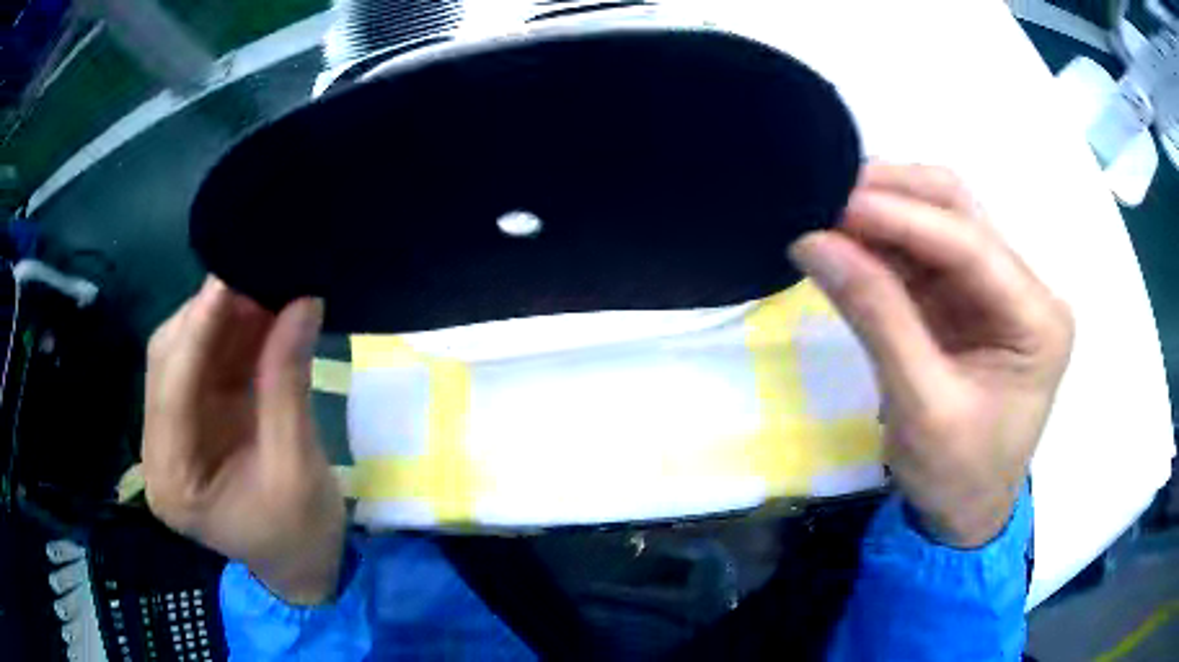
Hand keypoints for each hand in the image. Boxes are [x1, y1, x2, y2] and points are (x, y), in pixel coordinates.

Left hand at [142, 277, 344, 603]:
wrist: (304, 566)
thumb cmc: (300, 535)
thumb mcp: (297, 466)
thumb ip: (287, 383)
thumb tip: (302, 302)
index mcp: (173, 482)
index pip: (172, 388)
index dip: (199, 328)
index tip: (233, 275)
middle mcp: (160, 451)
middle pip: (168, 363)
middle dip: (208, 317)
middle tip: (256, 276)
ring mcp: (173, 433)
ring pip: (183, 355)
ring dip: (220, 321)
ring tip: (262, 288)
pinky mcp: (193, 421)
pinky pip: (203, 364)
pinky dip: (229, 336)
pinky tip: (257, 314)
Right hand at [789, 164, 1073, 547]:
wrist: (962, 515)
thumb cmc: (956, 476)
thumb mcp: (921, 407)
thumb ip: (876, 319)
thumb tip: (814, 244)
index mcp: (1038, 319)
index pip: (971, 246)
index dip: (903, 218)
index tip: (835, 203)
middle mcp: (1024, 289)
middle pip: (960, 212)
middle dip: (895, 196)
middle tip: (828, 197)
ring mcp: (995, 289)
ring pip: (937, 220)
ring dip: (884, 212)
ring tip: (828, 213)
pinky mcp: (966, 299)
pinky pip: (921, 253)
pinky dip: (882, 242)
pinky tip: (846, 240)